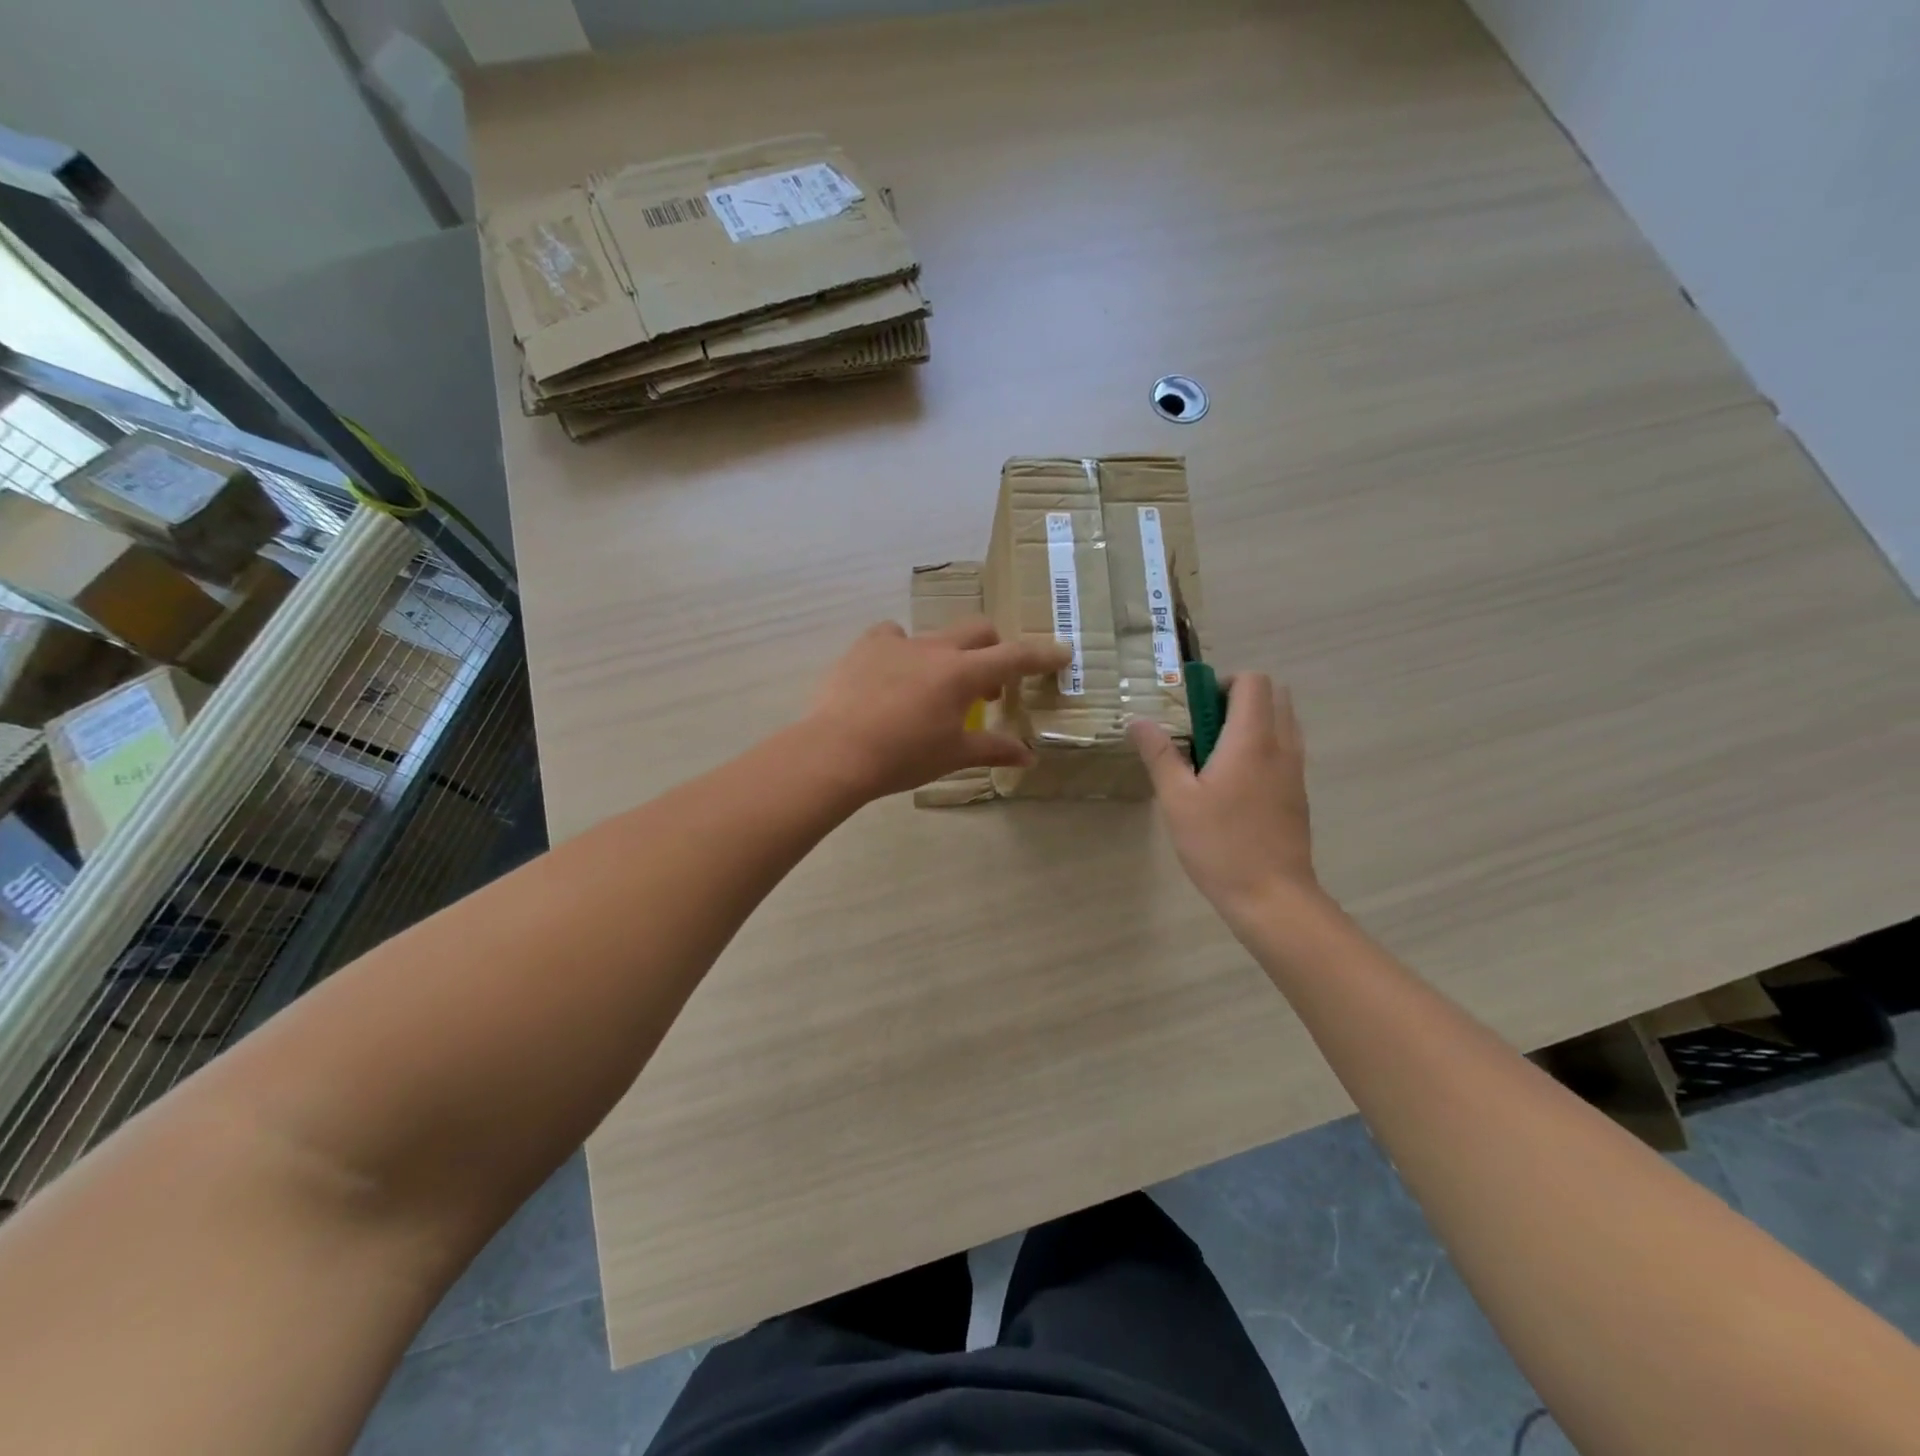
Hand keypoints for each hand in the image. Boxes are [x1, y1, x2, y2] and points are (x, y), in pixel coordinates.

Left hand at [806, 619, 1071, 800]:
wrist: (837, 751)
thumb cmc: (903, 757)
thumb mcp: (952, 755)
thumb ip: (993, 750)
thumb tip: (1027, 756)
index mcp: (962, 673)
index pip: (1014, 657)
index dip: (1041, 655)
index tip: (1062, 653)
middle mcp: (935, 648)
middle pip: (978, 631)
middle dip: (993, 650)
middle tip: (989, 687)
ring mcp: (898, 642)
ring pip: (935, 634)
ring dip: (947, 655)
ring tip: (933, 687)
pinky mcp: (866, 646)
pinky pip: (892, 636)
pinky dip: (902, 650)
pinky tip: (891, 674)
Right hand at [1129, 674, 1321, 925]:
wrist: (1273, 897)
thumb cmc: (1220, 845)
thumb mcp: (1177, 800)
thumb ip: (1159, 754)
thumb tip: (1138, 720)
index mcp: (1252, 740)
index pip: (1253, 681)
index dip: (1222, 682)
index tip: (1193, 707)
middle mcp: (1281, 745)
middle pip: (1273, 694)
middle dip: (1236, 697)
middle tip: (1201, 727)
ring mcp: (1295, 769)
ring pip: (1282, 721)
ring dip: (1250, 721)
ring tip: (1213, 754)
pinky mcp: (1298, 791)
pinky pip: (1284, 748)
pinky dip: (1261, 746)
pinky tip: (1232, 782)